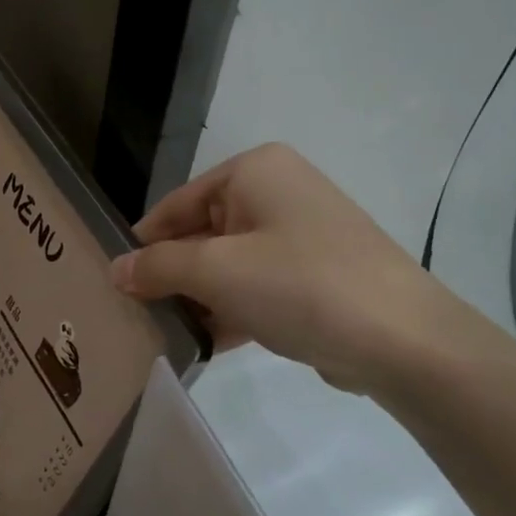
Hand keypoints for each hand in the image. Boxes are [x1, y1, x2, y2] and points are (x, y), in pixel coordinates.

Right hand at [111, 143, 483, 394]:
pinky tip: (205, 344)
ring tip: (162, 334)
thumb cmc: (299, 285)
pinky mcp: (316, 277)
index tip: (113, 282)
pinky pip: (258, 288)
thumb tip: (116, 270)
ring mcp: (301, 236)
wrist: (401, 339)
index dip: (143, 243)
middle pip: (202, 234)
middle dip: (172, 276)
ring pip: (229, 265)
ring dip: (199, 299)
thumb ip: (159, 268)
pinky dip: (232, 312)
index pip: (177, 204)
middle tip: (134, 314)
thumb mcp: (216, 272)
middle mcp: (278, 193)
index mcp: (255, 171)